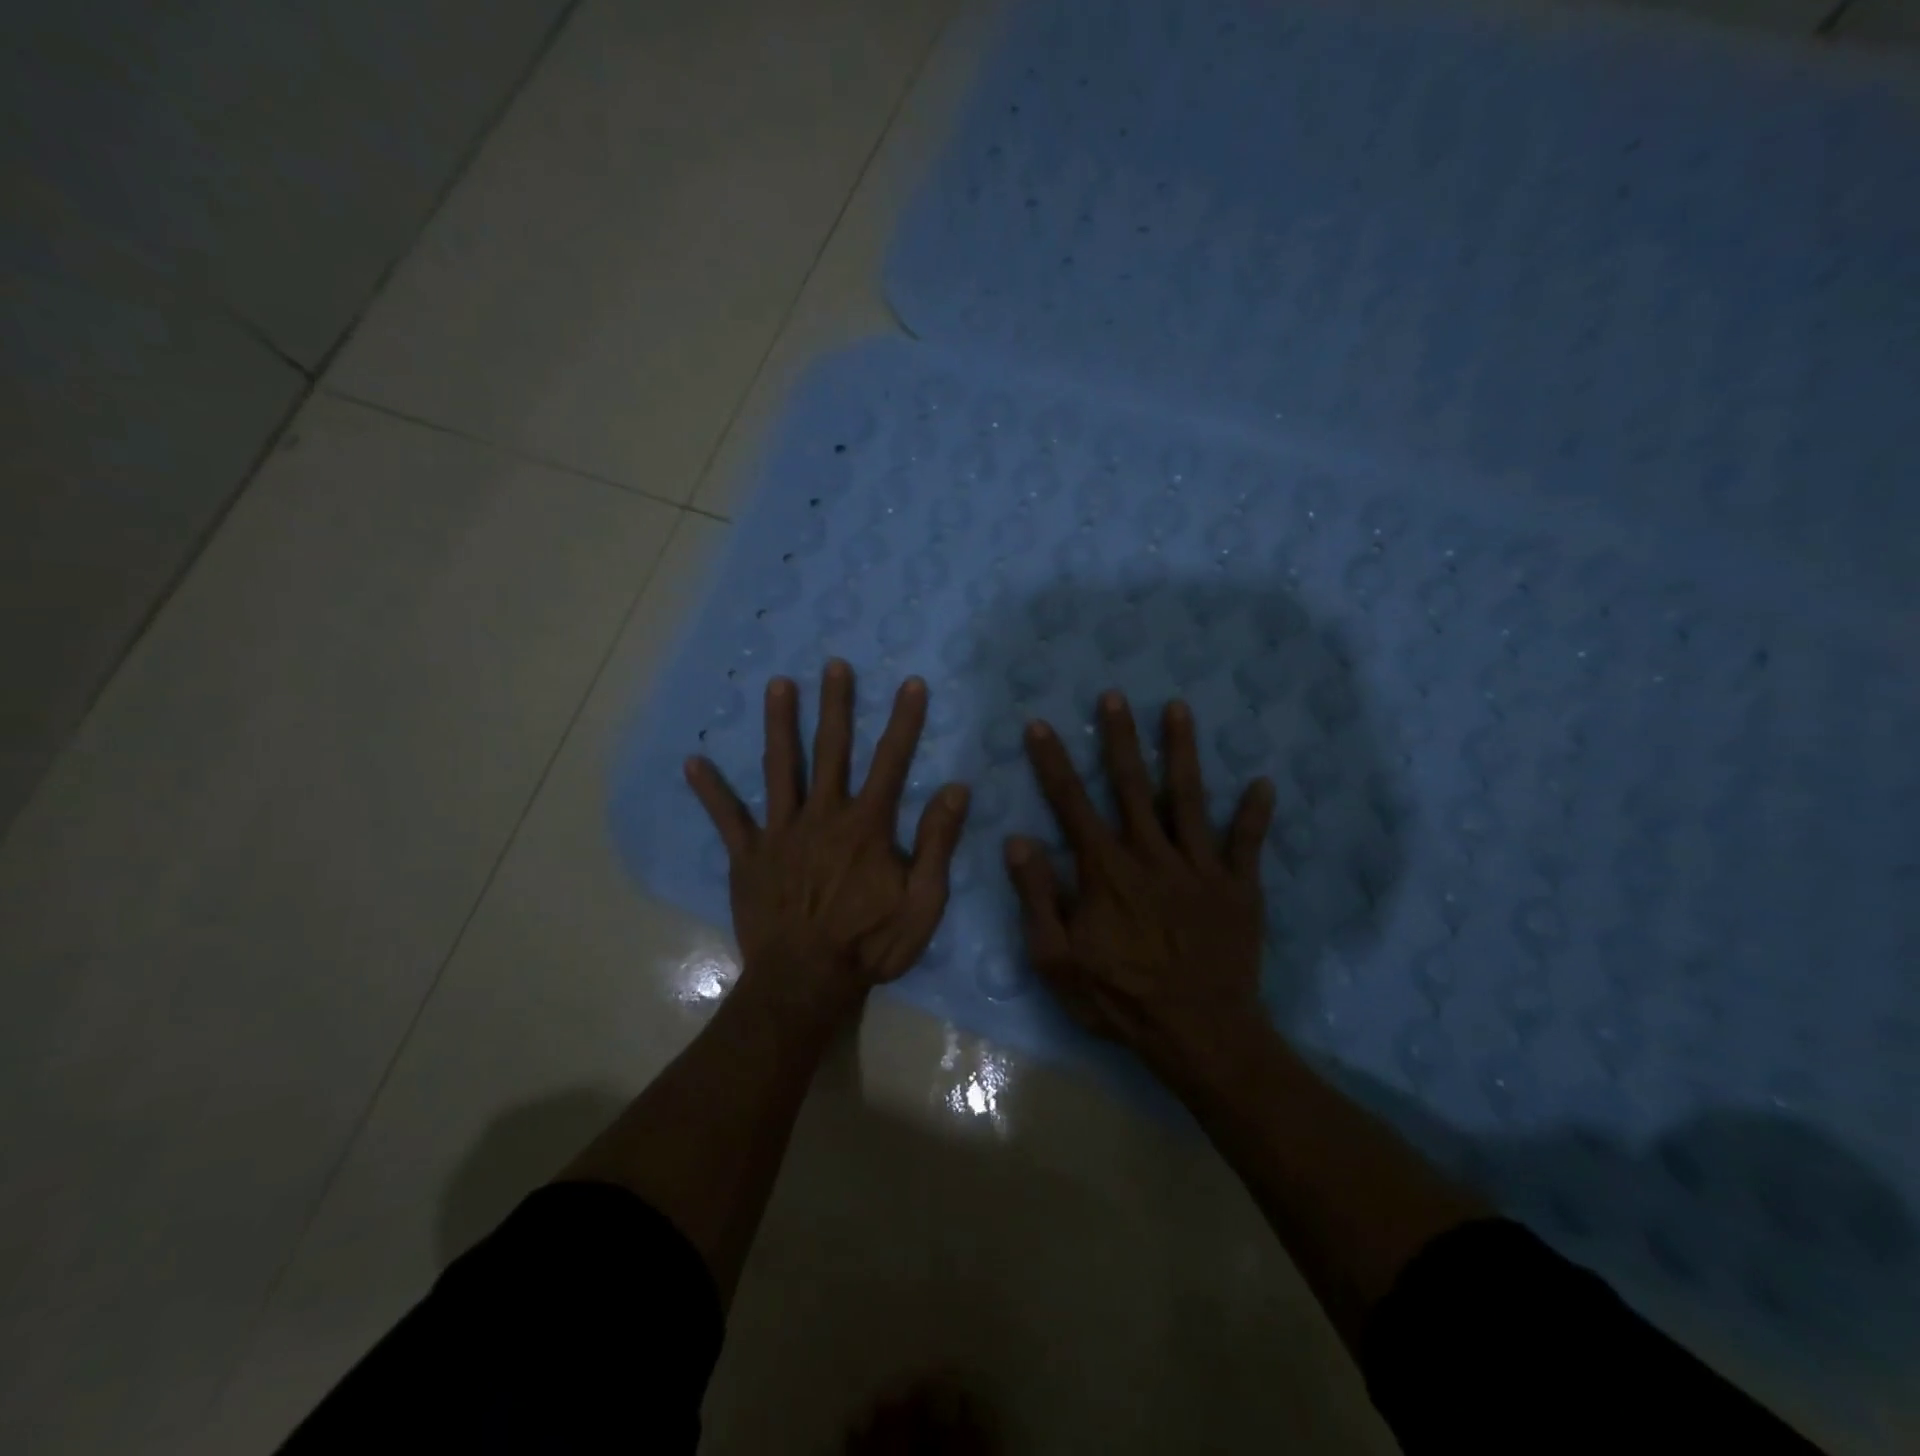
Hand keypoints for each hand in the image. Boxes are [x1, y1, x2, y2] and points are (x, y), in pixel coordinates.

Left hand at [686, 660, 968, 1019]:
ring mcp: (781, 833)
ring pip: (780, 768)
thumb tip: (956, 788)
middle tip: (834, 664)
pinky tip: (692, 763)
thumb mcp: (922, 901)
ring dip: (779, 724)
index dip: (904, 721)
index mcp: (867, 825)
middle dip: (836, 705)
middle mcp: (823, 815)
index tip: (912, 684)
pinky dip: (711, 791)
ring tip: (777, 685)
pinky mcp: (748, 856)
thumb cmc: (870, 944)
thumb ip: (937, 842)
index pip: (891, 762)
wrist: (806, 982)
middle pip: (831, 750)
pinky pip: (728, 818)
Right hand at [1005, 692, 1275, 1085]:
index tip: (1040, 725)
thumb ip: (1037, 896)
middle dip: (1119, 738)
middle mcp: (1151, 853)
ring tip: (1177, 707)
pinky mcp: (1237, 886)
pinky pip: (1246, 843)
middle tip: (1114, 695)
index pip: (1071, 803)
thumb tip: (1018, 840)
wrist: (1199, 1034)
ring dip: (1181, 751)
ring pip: (1187, 797)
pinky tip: (1264, 783)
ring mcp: (1198, 866)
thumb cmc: (1120, 998)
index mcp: (1105, 869)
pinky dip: (1255, 814)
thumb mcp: (1057, 959)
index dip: (1052, 762)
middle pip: (1131, 784)